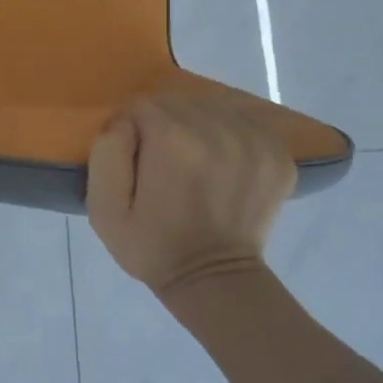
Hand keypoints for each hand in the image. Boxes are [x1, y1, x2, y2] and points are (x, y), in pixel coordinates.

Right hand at [86, 88, 296, 295]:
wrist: (213, 280)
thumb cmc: (151, 245)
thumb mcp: (103, 208)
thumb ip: (107, 151)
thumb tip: (125, 122)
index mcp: (173, 139)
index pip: (143, 106)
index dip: (133, 131)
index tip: (136, 161)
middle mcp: (219, 130)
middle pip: (179, 102)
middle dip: (165, 125)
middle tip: (163, 163)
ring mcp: (255, 141)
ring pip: (211, 108)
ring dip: (197, 127)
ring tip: (193, 163)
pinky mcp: (278, 154)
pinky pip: (243, 123)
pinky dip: (228, 136)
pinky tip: (222, 165)